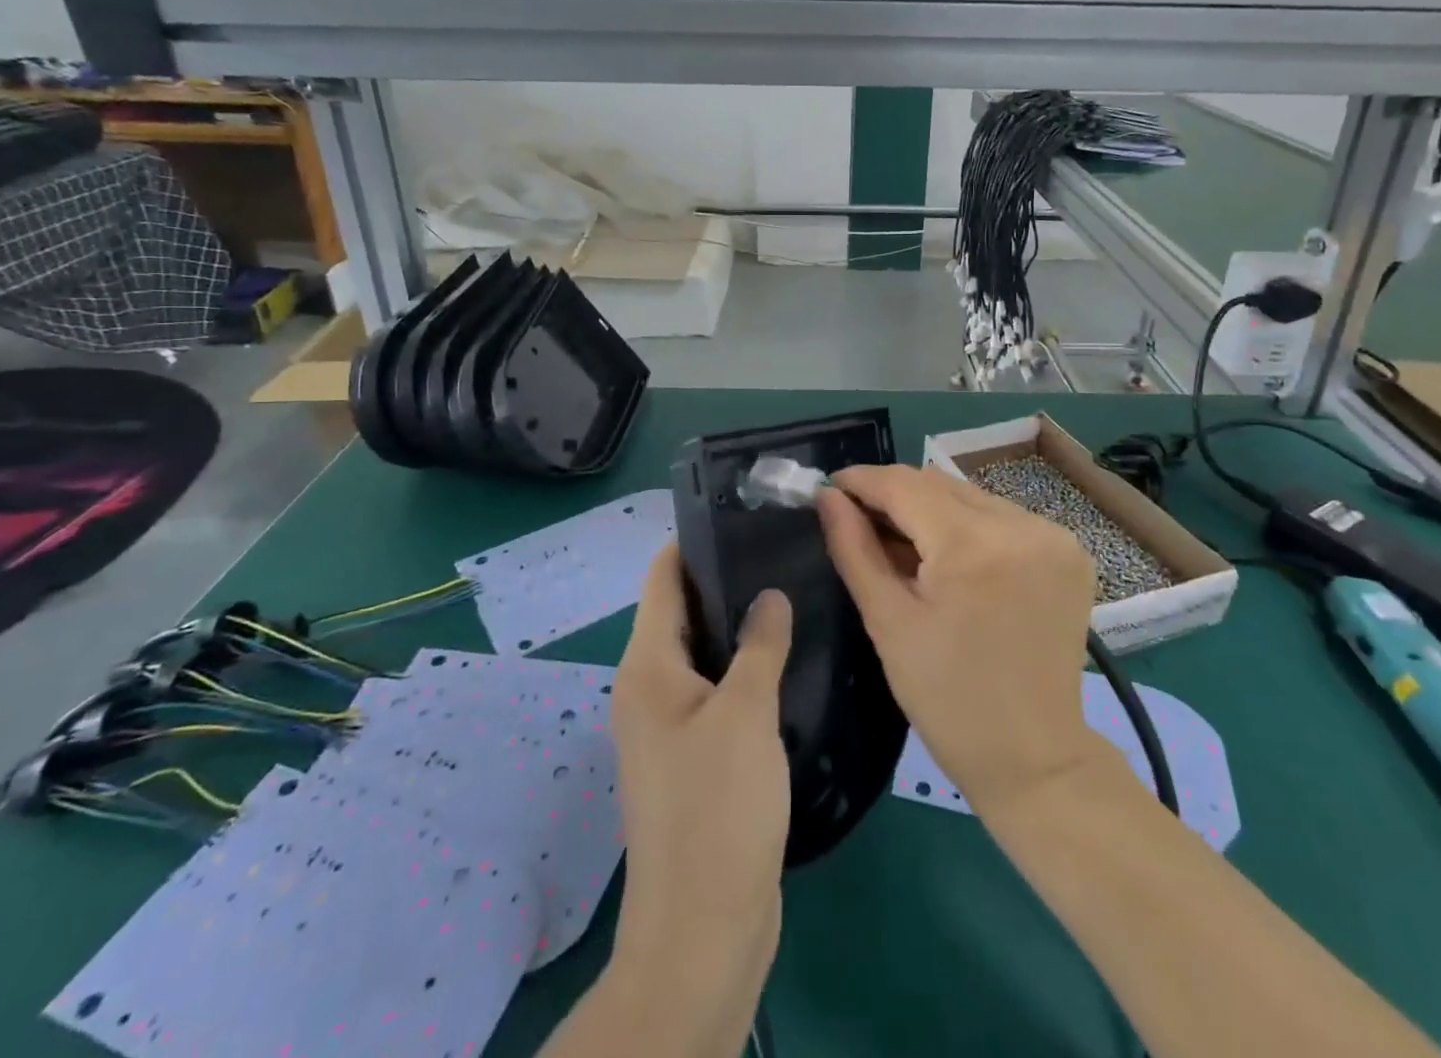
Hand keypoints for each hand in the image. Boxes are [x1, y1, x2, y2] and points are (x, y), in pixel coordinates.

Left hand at [606, 545, 791, 1043]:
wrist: (704, 926)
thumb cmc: (718, 807)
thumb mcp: (745, 713)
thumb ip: (759, 643)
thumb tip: (769, 593)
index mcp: (648, 668)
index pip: (662, 580)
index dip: (692, 542)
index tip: (740, 514)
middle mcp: (650, 689)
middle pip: (683, 612)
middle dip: (725, 579)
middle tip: (781, 551)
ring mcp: (671, 726)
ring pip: (704, 652)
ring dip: (739, 626)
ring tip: (792, 592)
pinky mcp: (695, 756)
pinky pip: (717, 690)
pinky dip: (744, 668)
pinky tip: (788, 657)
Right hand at [818, 465, 1099, 818]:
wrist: (1035, 757)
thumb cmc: (948, 699)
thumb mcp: (888, 622)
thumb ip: (855, 549)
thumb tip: (828, 497)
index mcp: (973, 546)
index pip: (905, 485)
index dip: (862, 480)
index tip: (830, 487)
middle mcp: (1020, 525)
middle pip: (939, 484)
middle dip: (894, 495)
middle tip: (859, 519)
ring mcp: (1052, 535)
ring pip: (970, 496)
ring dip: (931, 508)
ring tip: (902, 543)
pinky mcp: (1070, 549)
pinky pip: (1002, 516)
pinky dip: (967, 525)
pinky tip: (950, 557)